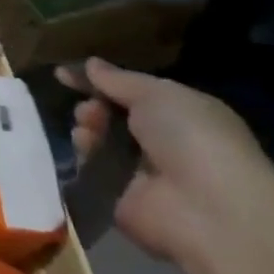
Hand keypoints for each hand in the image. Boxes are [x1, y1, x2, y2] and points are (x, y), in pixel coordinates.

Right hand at [60, 58, 273, 273]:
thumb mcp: (158, 93)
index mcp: (181, 116)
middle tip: (90, 108)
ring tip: (88, 126)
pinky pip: (92, 172)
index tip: (65, 74)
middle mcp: (162, 145)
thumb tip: (90, 64)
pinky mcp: (120, 200)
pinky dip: (83, 157)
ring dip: (88, 128)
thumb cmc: (193, 139)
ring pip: (99, 143)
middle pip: (112, 118)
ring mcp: (141, 175)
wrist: (208, 209)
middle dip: (94, 106)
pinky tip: (83, 147)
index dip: (102, 82)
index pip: (133, 94)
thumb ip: (119, 80)